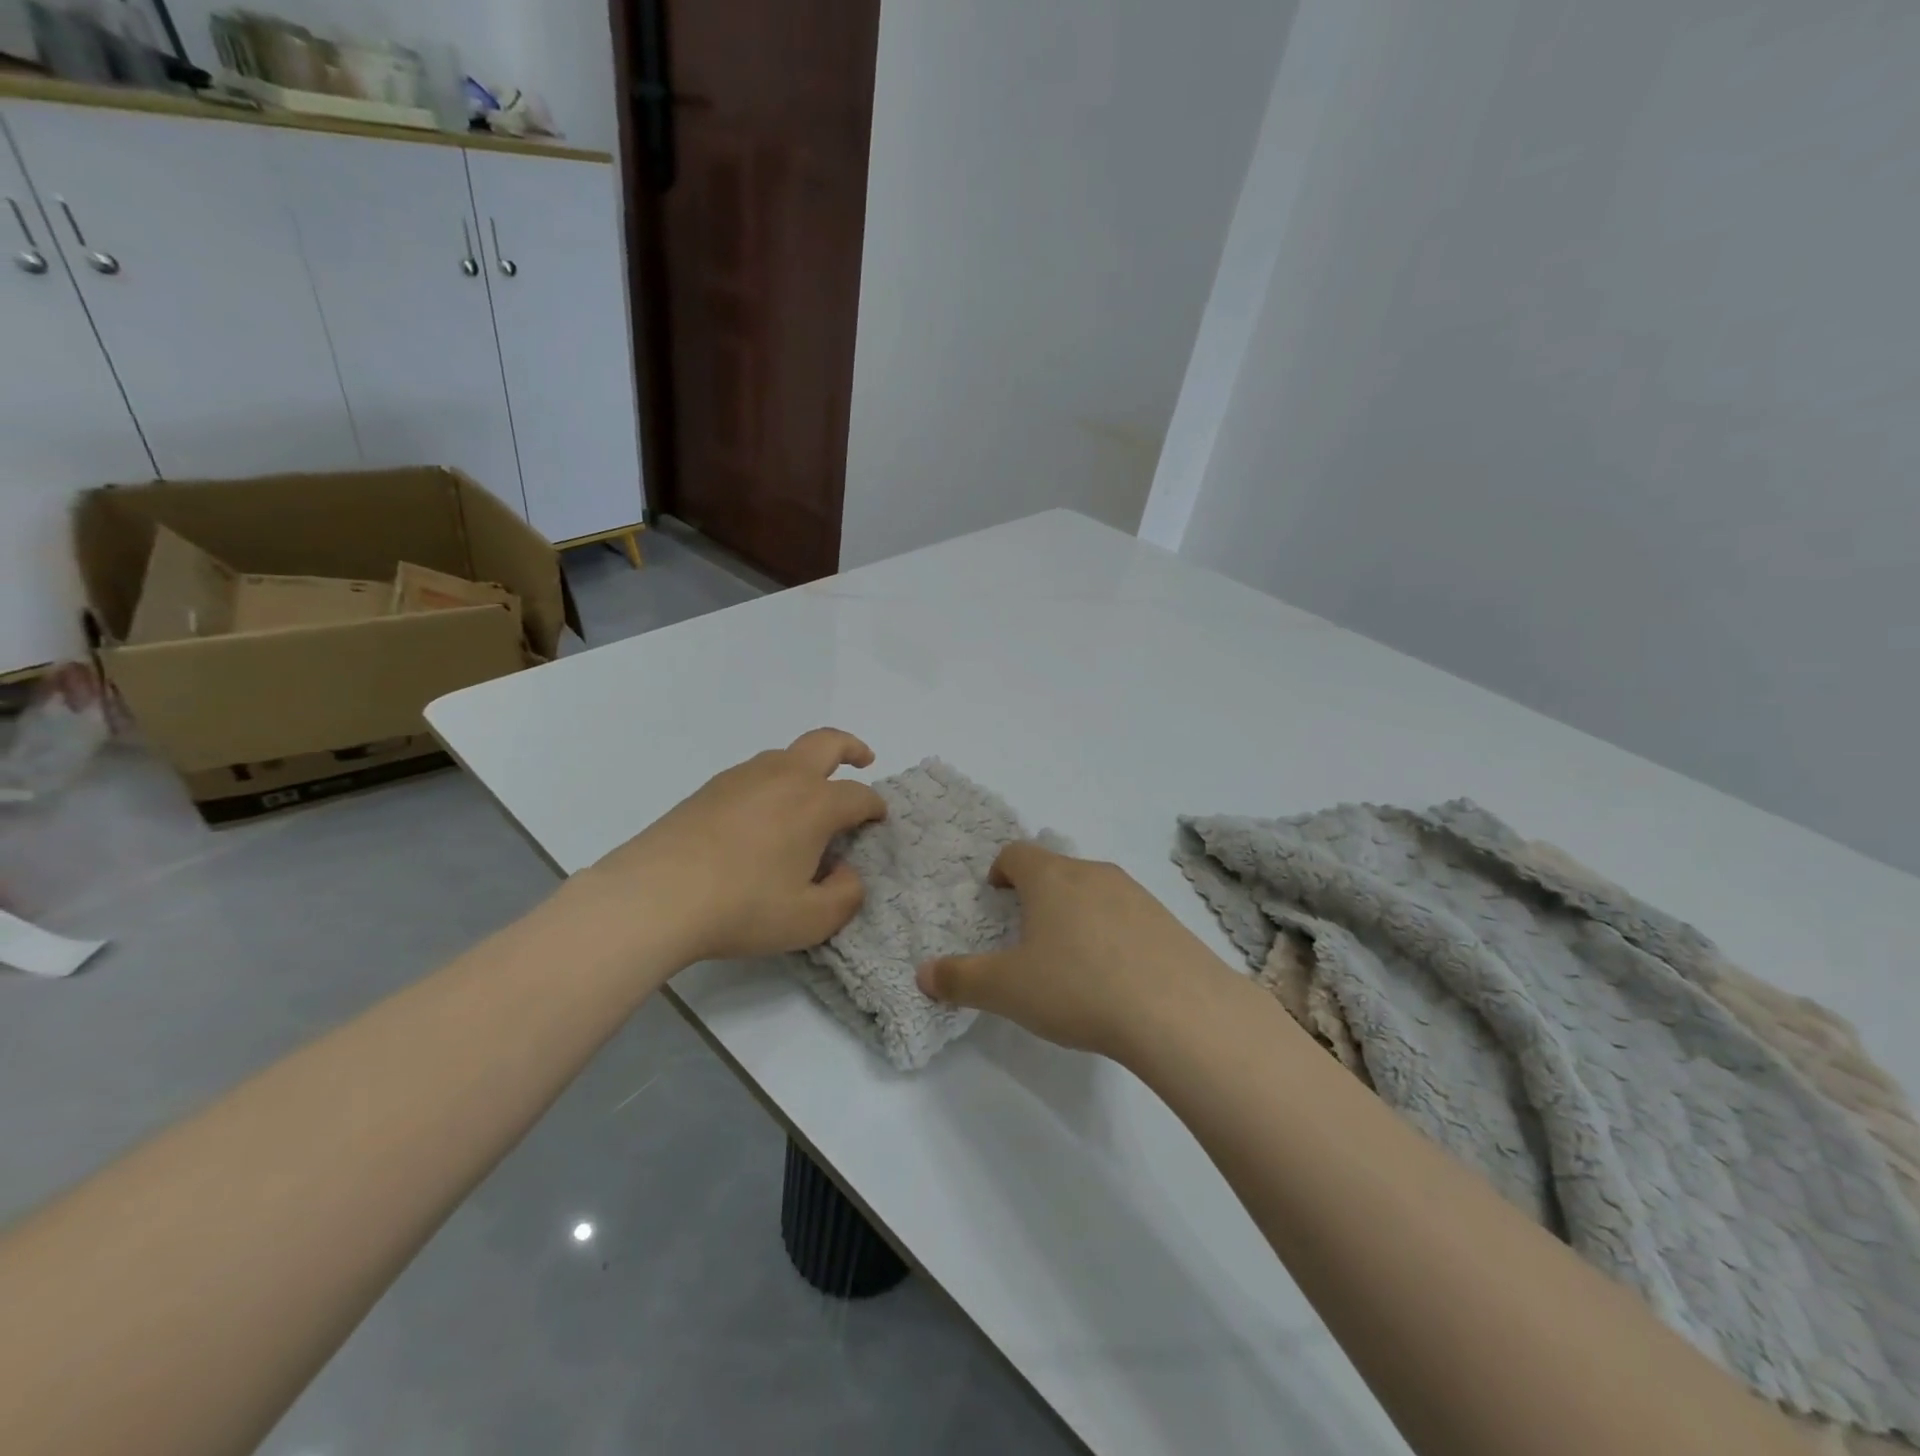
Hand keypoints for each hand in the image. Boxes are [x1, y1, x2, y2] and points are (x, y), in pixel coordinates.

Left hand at [581, 728, 887, 964]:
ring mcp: (743, 777)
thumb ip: (845, 896)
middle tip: (864, 760)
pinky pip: (755, 772)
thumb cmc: (742, 907)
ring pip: (786, 754)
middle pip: (827, 743)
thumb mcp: (810, 920)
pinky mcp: (709, 788)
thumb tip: (846, 872)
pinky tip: (764, 814)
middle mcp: (784, 777)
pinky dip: (774, 780)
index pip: (859, 796)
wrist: (655, 896)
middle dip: (852, 747)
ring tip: (810, 796)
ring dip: (809, 764)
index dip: (875, 807)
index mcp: (815, 803)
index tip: (878, 821)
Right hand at [916, 843, 1239, 1059]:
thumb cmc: (1078, 988)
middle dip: (1038, 893)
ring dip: (1077, 911)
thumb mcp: (1007, 990)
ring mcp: (1136, 894)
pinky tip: (1115, 974)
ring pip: (1094, 890)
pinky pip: (1128, 915)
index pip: (1017, 853)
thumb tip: (923, 975)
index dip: (1001, 870)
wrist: (1179, 1011)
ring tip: (1072, 956)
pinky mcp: (1167, 920)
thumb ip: (961, 979)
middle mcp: (1093, 874)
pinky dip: (1112, 932)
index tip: (996, 894)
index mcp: (1051, 879)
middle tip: (1028, 932)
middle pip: (1057, 869)